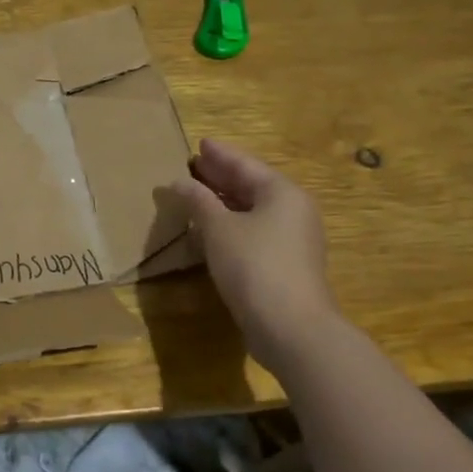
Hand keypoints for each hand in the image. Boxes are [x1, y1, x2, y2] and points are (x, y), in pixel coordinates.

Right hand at [170, 138, 337, 366]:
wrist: (292, 327)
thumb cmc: (254, 266)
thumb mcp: (219, 229)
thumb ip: (198, 201)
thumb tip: (178, 182)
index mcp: (281, 193)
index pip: (245, 165)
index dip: (220, 155)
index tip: (200, 144)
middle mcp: (293, 210)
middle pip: (252, 186)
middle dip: (222, 176)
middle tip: (195, 165)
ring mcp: (293, 239)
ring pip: (253, 211)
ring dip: (224, 202)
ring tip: (197, 194)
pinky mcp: (286, 264)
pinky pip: (255, 232)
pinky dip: (232, 224)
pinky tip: (211, 230)